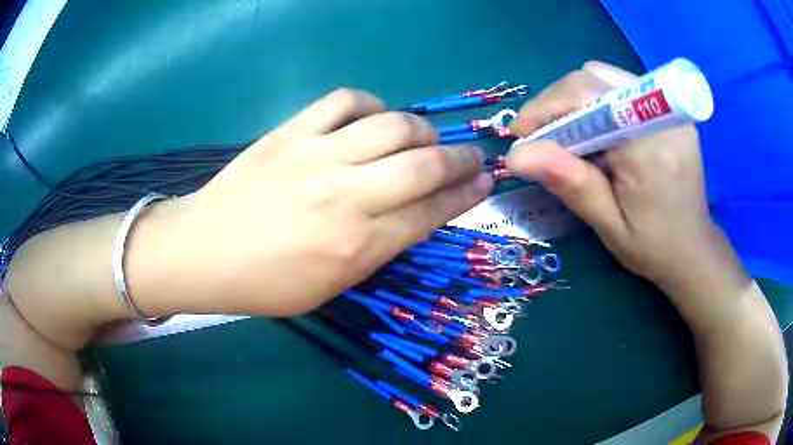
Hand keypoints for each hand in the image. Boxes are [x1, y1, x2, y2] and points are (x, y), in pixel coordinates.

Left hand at [156, 89, 491, 315]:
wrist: (206, 251)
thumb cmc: (267, 282)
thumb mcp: (332, 286)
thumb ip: (378, 248)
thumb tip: (414, 214)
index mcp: (358, 247)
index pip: (431, 212)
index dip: (466, 195)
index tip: (485, 183)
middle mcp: (347, 196)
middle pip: (424, 164)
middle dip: (460, 158)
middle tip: (471, 156)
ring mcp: (318, 156)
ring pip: (393, 125)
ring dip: (422, 129)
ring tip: (425, 137)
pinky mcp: (292, 132)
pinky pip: (345, 101)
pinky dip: (371, 104)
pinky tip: (374, 117)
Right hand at [506, 62, 717, 290]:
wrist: (694, 248)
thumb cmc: (654, 248)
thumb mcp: (610, 225)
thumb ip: (570, 184)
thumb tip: (517, 155)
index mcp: (651, 147)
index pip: (587, 96)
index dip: (545, 107)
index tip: (520, 136)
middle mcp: (662, 115)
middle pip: (593, 78)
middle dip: (557, 102)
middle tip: (543, 138)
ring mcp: (668, 108)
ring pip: (604, 77)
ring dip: (575, 100)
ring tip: (568, 136)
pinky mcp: (667, 110)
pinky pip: (620, 87)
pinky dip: (595, 102)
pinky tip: (594, 131)